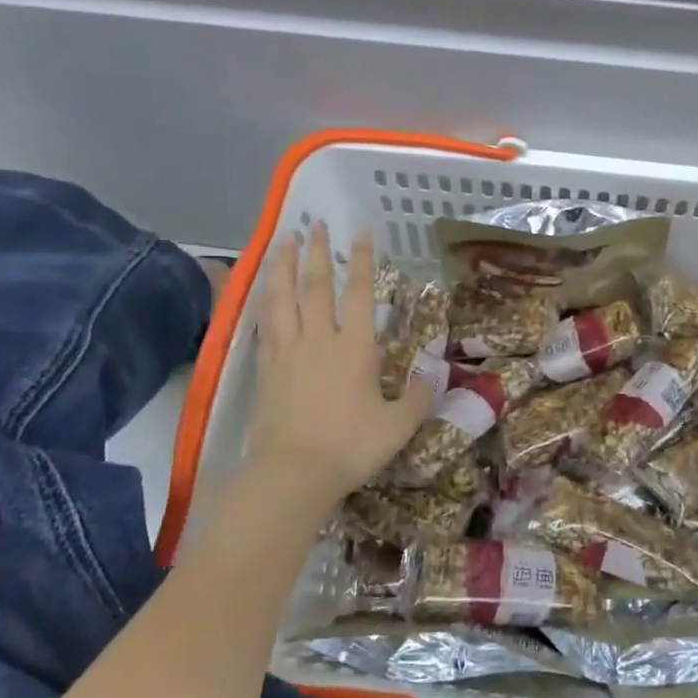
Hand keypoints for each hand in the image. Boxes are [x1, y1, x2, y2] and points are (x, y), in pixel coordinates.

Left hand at [246, 224, 433, 506]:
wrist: (291, 474)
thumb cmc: (349, 447)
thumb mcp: (397, 426)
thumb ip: (419, 398)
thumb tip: (437, 375)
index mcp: (353, 348)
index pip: (358, 293)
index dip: (361, 261)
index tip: (359, 232)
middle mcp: (318, 340)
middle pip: (314, 286)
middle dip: (316, 252)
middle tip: (313, 223)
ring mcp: (286, 352)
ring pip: (281, 298)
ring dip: (281, 266)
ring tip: (280, 240)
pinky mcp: (265, 369)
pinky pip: (263, 325)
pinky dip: (262, 302)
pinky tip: (261, 292)